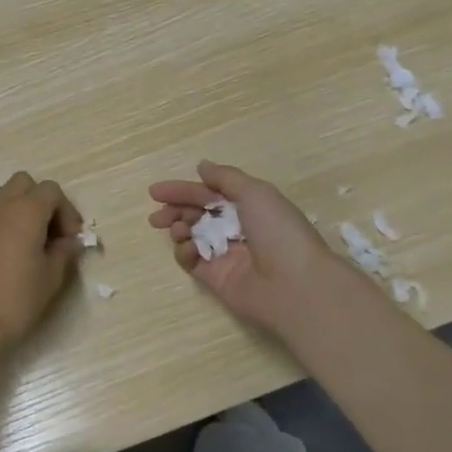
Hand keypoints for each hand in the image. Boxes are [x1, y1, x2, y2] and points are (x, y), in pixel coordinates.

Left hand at [0, 171, 82, 357]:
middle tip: (50, 233)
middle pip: (24, 183)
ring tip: (27, 242)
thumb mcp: (52, 278)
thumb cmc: (17, 300)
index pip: (52, 191)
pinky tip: (3, 252)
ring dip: (19, 210)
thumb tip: (69, 242)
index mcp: (26, 211)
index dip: (67, 211)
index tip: (71, 239)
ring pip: (3, 197)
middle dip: (41, 201)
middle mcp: (0, 206)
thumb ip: (65, 252)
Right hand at [148, 161, 345, 336]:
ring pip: (192, 237)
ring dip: (180, 229)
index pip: (209, 194)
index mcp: (249, 206)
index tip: (156, 191)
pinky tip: (187, 248)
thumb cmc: (278, 230)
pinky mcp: (216, 279)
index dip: (184, 190)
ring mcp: (226, 255)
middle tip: (157, 214)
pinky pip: (193, 262)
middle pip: (198, 214)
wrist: (294, 284)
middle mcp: (237, 228)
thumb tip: (201, 167)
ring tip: (177, 229)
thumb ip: (225, 178)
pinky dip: (185, 252)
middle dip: (175, 210)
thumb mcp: (255, 192)